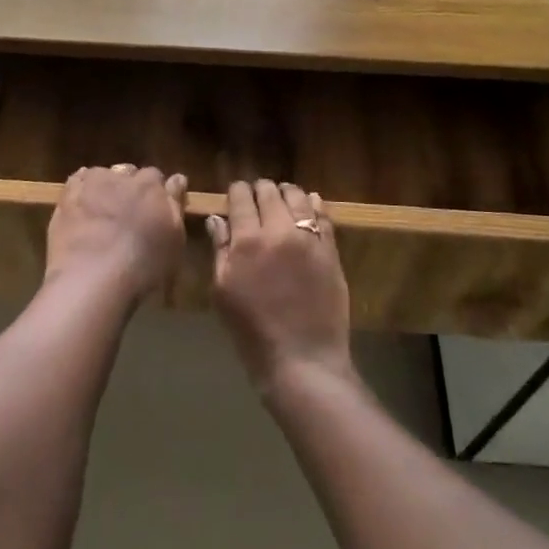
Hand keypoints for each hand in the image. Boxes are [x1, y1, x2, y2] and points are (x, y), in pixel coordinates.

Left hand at [44, 165, 187, 306]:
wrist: (92, 278)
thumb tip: (178, 178)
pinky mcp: (67, 195)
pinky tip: (81, 206)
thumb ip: (175, 205)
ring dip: (104, 187)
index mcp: (152, 187)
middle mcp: (123, 177)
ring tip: (102, 211)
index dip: (154, 193)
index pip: (157, 177)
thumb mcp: (174, 242)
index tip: (153, 209)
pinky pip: (77, 182)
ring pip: (102, 175)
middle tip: (127, 213)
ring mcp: (92, 184)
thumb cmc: (143, 266)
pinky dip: (81, 189)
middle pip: (129, 173)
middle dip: (130, 187)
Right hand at [207, 180, 353, 392]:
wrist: (302, 359)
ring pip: (298, 198)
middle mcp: (279, 231)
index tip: (234, 194)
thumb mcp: (223, 292)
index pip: (241, 198)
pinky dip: (314, 205)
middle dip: (260, 189)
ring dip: (286, 193)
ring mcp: (309, 239)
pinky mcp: (331, 251)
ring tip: (282, 195)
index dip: (236, 191)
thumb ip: (220, 250)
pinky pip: (323, 217)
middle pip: (269, 193)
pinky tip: (309, 203)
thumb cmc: (252, 331)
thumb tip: (217, 219)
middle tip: (256, 195)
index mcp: (247, 241)